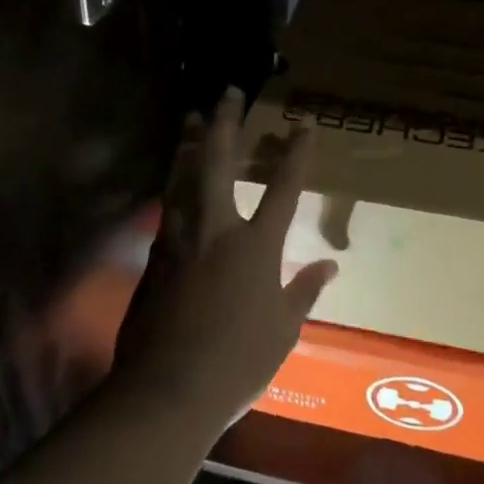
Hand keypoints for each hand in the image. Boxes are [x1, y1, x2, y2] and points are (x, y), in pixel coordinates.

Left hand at [113, 88, 335, 428]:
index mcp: (255, 245)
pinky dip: (172, 183)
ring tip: (192, 118)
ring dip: (189, 143)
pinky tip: (173, 179)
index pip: (283, 187)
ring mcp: (178, 240)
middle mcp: (215, 229)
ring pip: (182, 177)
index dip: (296, 153)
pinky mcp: (154, 257)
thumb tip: (329, 266)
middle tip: (228, 92)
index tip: (304, 125)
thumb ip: (304, 291)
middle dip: (225, 123)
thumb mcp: (284, 330)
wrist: (167, 390)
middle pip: (218, 162)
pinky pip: (166, 207)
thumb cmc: (238, 362)